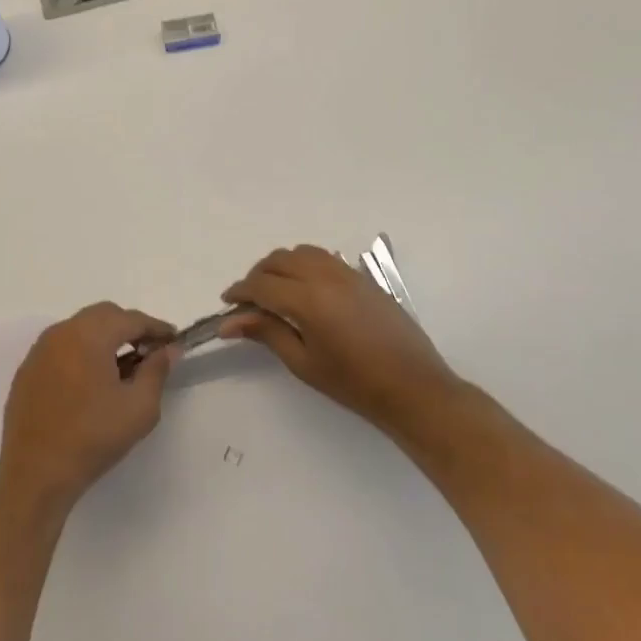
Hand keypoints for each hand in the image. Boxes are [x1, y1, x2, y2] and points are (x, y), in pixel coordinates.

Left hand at [0, 303, 176, 510]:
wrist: (35, 474)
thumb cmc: (93, 438)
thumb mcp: (139, 408)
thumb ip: (157, 371)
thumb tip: (168, 349)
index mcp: (89, 335)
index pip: (131, 319)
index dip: (156, 328)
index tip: (173, 341)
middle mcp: (62, 332)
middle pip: (103, 315)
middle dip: (129, 328)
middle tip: (148, 352)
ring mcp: (40, 350)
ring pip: (80, 328)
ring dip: (104, 338)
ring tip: (121, 367)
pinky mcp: (27, 370)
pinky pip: (61, 347)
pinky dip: (81, 352)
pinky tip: (90, 381)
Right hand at [220, 245, 462, 438]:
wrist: (413, 387)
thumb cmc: (354, 384)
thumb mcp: (303, 362)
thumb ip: (267, 333)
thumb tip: (230, 322)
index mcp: (307, 299)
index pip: (261, 284)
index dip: (239, 291)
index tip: (227, 304)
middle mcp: (325, 276)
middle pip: (279, 260)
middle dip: (258, 276)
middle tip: (249, 301)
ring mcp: (347, 273)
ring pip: (302, 252)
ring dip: (281, 265)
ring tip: (275, 292)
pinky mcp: (362, 278)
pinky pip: (324, 258)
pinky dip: (304, 265)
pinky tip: (305, 290)